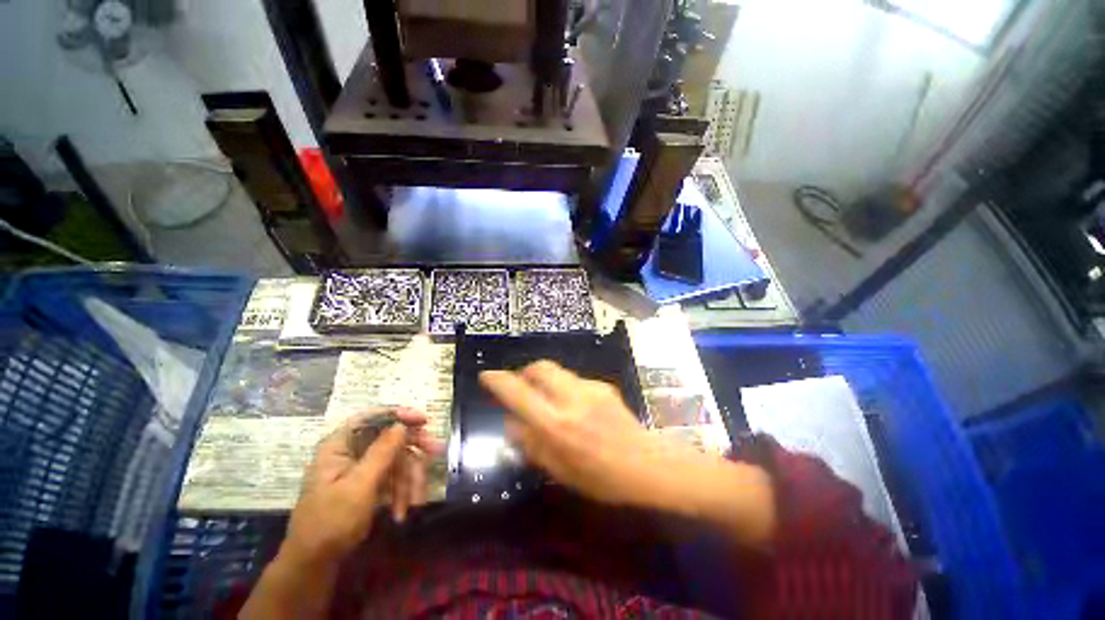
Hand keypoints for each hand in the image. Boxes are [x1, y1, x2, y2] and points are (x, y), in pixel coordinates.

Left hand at [281, 408, 435, 566]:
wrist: (315, 565)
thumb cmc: (331, 523)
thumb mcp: (359, 486)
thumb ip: (381, 452)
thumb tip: (401, 424)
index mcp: (340, 446)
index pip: (372, 417)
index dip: (399, 414)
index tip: (424, 421)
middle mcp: (350, 452)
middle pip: (389, 438)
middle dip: (412, 450)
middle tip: (436, 453)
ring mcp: (360, 470)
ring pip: (395, 460)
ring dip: (408, 479)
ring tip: (415, 501)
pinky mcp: (367, 485)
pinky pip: (392, 478)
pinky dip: (400, 492)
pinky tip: (402, 512)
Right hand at [480, 362, 774, 543]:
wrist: (648, 465)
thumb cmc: (602, 478)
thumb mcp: (560, 471)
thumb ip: (531, 444)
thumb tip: (511, 423)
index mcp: (556, 425)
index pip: (519, 394)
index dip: (499, 381)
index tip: (487, 376)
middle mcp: (570, 399)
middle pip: (540, 367)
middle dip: (526, 371)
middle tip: (522, 384)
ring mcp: (589, 388)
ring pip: (558, 371)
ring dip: (546, 380)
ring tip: (551, 400)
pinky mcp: (603, 385)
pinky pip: (576, 381)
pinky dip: (567, 388)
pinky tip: (578, 408)